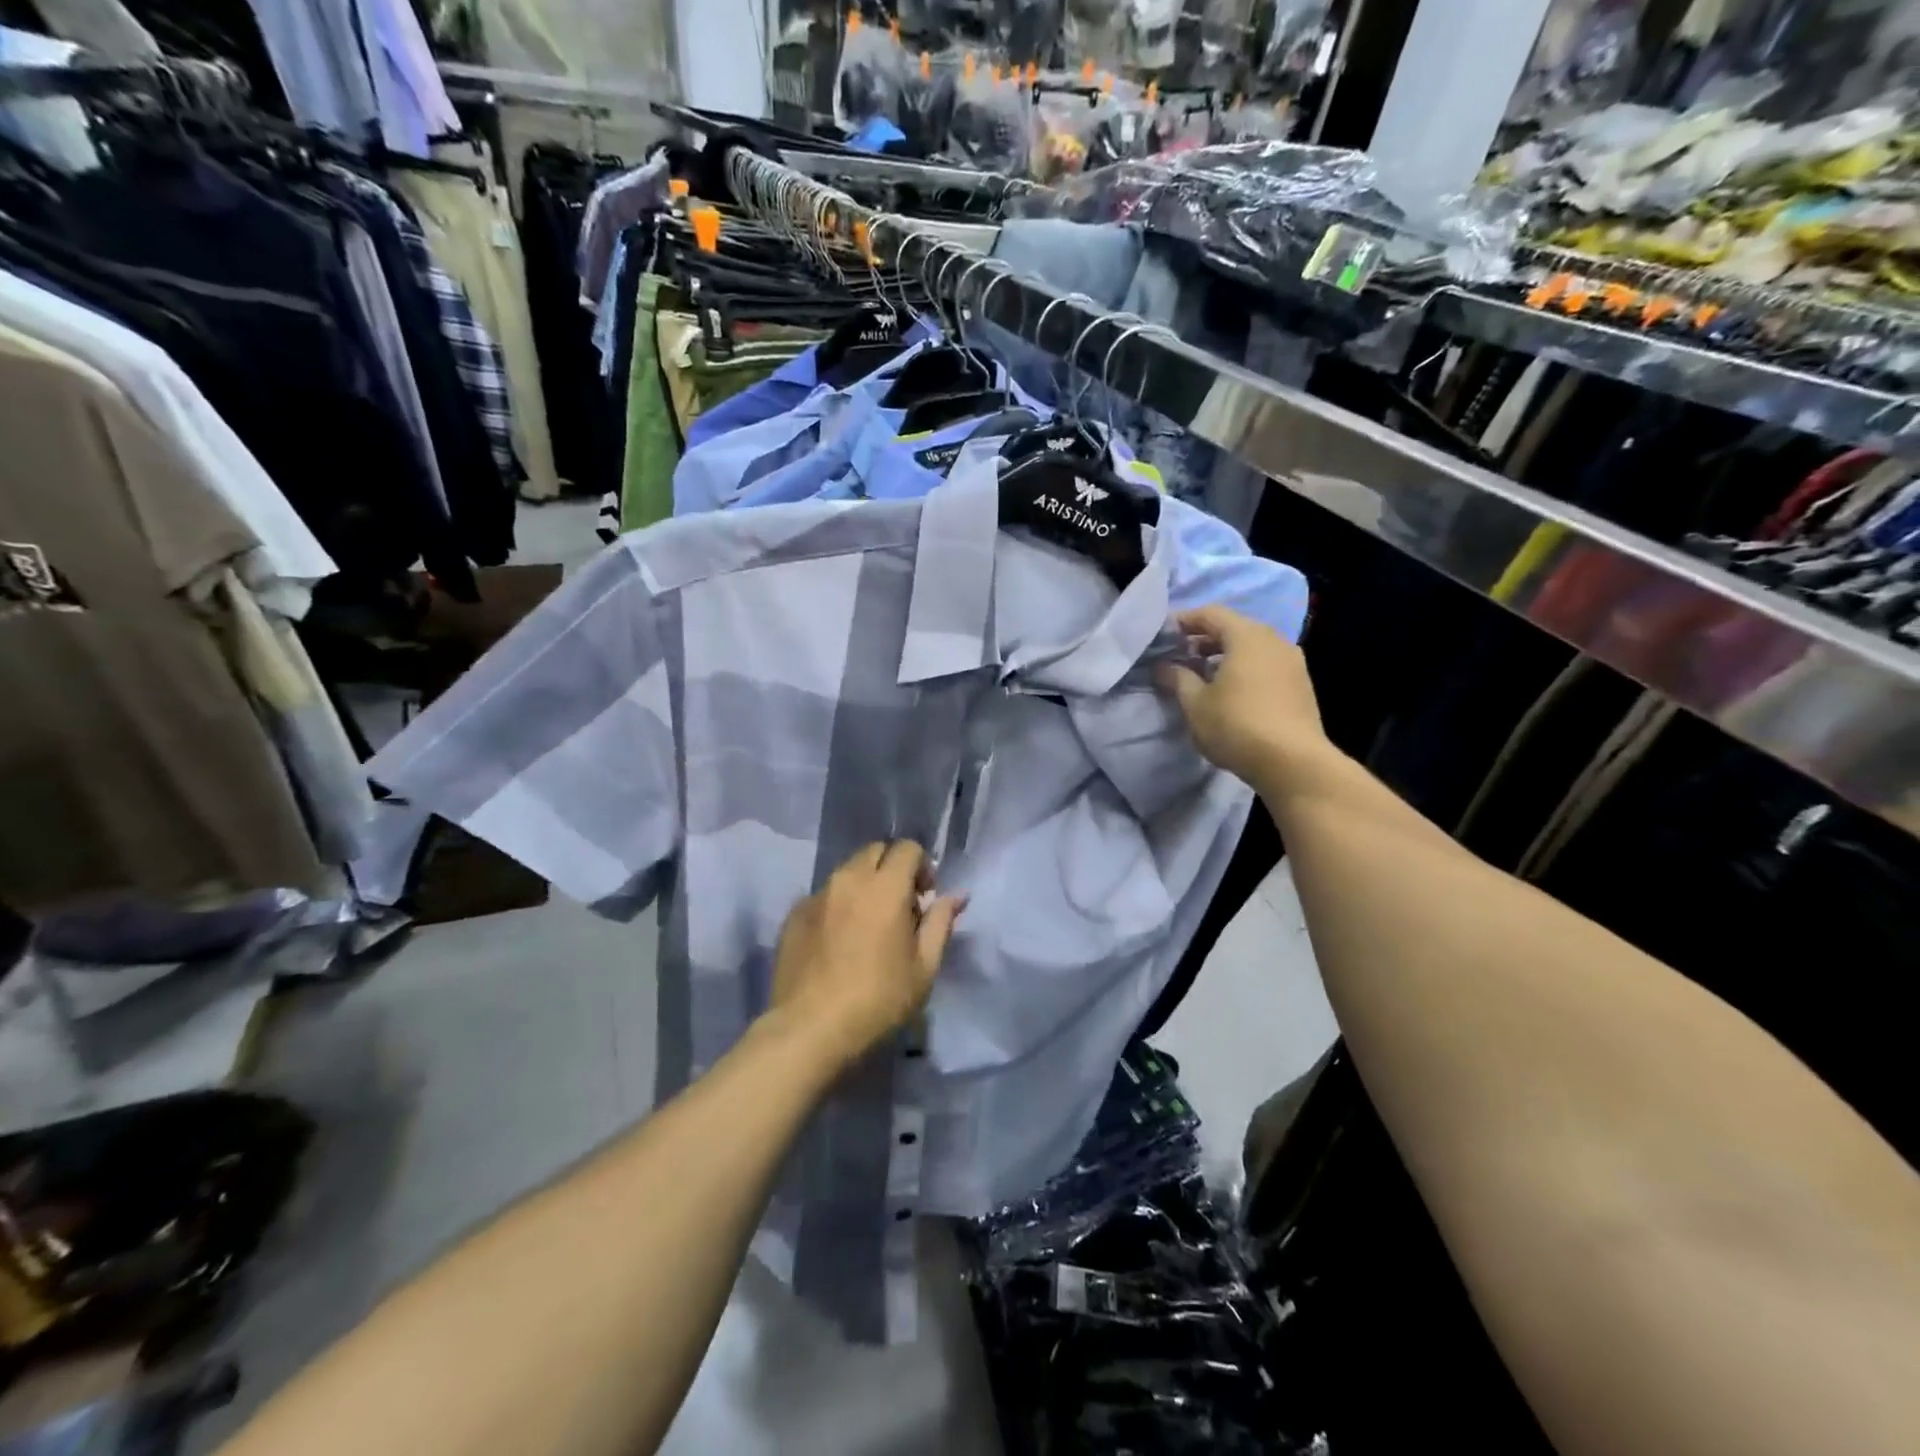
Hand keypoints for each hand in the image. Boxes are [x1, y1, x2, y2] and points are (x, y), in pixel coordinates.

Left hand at [768, 842, 966, 1072]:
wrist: (809, 1029)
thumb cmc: (878, 1000)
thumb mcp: (924, 967)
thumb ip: (941, 923)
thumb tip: (957, 895)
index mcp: (885, 887)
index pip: (907, 848)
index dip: (922, 866)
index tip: (925, 896)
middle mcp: (849, 879)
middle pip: (875, 851)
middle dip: (892, 867)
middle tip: (900, 905)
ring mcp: (817, 895)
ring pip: (847, 871)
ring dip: (864, 884)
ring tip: (868, 923)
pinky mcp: (794, 914)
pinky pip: (824, 895)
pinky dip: (838, 904)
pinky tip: (838, 940)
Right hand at [1156, 604, 1333, 793]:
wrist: (1293, 762)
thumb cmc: (1237, 725)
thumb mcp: (1196, 704)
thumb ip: (1178, 679)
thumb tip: (1164, 667)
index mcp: (1246, 636)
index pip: (1210, 614)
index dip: (1185, 620)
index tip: (1164, 634)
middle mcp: (1273, 640)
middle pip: (1234, 627)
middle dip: (1204, 638)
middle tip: (1180, 654)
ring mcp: (1292, 661)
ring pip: (1252, 646)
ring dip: (1225, 654)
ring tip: (1202, 674)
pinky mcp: (1301, 684)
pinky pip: (1266, 663)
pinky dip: (1244, 667)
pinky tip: (1230, 690)